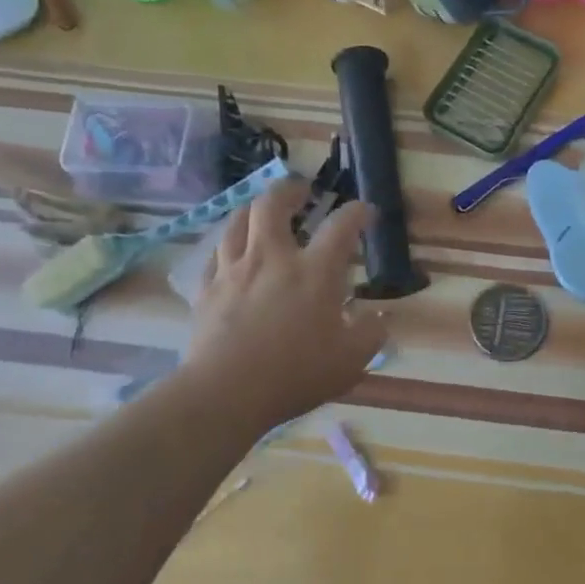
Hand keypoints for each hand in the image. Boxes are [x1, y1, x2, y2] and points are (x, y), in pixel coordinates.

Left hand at [178, 180, 387, 431]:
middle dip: (290, 190)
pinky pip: (215, 255)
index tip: (367, 212)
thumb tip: (377, 316)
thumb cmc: (296, 375)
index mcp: (314, 272)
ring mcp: (234, 271)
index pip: (341, 226)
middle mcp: (272, 259)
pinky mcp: (207, 290)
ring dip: (254, 209)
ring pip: (237, 221)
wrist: (226, 393)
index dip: (358, 212)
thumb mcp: (351, 360)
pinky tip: (232, 252)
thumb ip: (370, 333)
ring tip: (263, 211)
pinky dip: (228, 245)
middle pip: (273, 204)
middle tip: (302, 190)